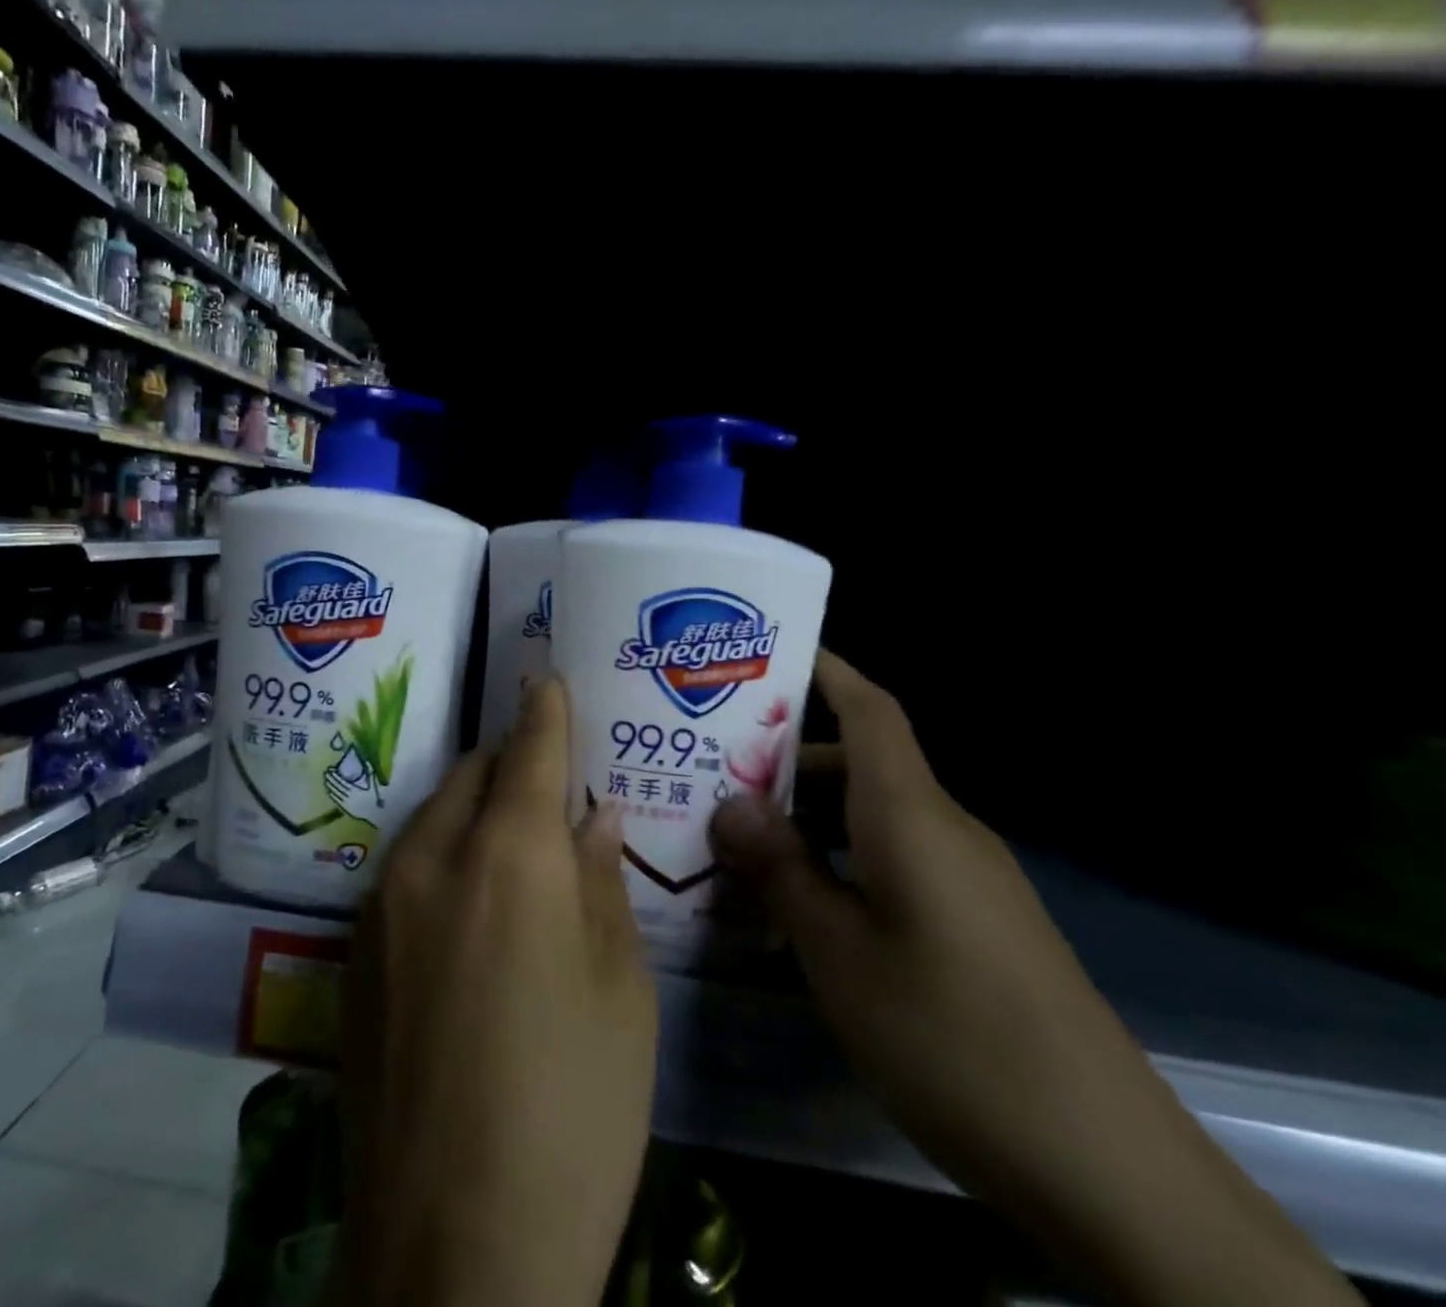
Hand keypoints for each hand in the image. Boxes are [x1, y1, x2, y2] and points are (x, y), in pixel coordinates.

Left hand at [329, 678, 656, 1306]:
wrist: (454, 1247)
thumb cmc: (574, 1111)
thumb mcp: (621, 991)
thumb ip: (602, 883)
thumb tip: (592, 817)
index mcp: (509, 856)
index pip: (529, 749)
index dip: (544, 711)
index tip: (548, 680)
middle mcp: (432, 857)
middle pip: (473, 772)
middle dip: (509, 760)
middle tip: (547, 777)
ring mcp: (380, 902)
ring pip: (433, 815)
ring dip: (472, 807)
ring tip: (511, 838)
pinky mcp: (353, 948)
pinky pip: (405, 866)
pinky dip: (441, 854)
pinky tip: (468, 904)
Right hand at [711, 651, 1359, 1306]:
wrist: (1107, 1165)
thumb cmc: (952, 1037)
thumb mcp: (838, 954)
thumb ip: (781, 870)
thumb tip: (729, 804)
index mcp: (911, 817)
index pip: (871, 712)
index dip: (826, 671)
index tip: (768, 652)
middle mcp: (944, 830)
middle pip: (862, 762)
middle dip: (787, 755)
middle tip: (710, 764)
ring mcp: (967, 879)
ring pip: (874, 815)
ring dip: (808, 814)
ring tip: (737, 833)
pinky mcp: (976, 922)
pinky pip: (894, 859)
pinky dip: (839, 857)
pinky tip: (797, 900)